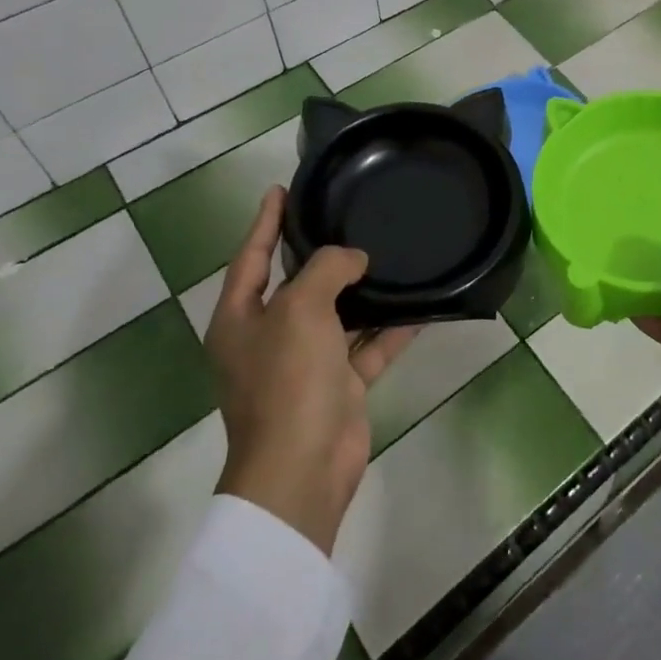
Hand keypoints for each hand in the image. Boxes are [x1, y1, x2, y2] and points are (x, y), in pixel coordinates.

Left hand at [206, 186, 419, 555]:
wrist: (302, 470)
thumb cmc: (287, 381)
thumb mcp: (299, 309)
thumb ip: (325, 269)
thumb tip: (353, 259)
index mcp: (241, 318)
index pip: (252, 256)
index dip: (265, 221)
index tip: (282, 189)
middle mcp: (269, 337)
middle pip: (296, 284)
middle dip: (320, 254)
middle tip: (347, 215)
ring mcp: (305, 363)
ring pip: (337, 315)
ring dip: (362, 291)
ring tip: (389, 253)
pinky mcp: (338, 386)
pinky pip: (367, 347)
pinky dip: (390, 330)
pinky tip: (420, 306)